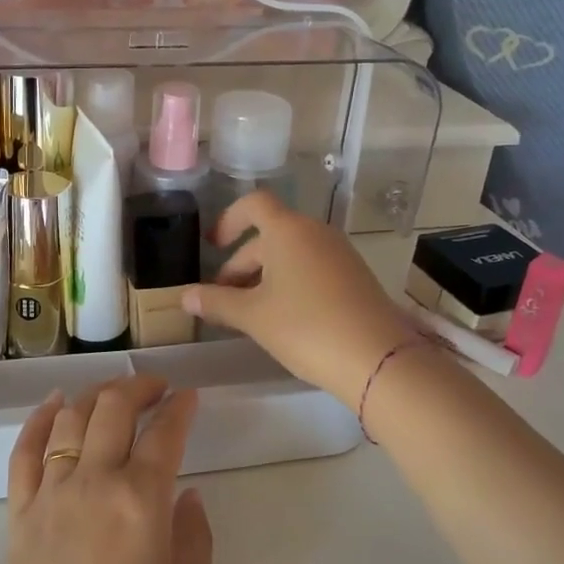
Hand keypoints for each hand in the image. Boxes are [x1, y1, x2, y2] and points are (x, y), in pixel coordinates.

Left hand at [0, 376, 212, 563]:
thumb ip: (194, 538)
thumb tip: (185, 494)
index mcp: (141, 503)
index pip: (165, 434)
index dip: (181, 407)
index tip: (191, 396)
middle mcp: (93, 483)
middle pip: (113, 409)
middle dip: (138, 386)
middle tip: (157, 387)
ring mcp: (50, 495)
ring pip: (70, 419)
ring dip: (94, 395)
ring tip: (113, 394)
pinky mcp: (18, 514)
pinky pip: (24, 451)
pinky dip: (39, 419)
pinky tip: (54, 404)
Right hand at [184, 191, 418, 406]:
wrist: (378, 359)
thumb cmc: (306, 327)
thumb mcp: (253, 316)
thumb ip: (216, 302)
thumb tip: (184, 296)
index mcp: (288, 230)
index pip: (253, 204)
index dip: (229, 220)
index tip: (213, 246)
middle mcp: (316, 232)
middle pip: (269, 235)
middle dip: (241, 263)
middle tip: (224, 299)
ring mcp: (340, 254)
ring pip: (291, 254)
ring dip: (265, 276)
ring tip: (251, 313)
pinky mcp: (355, 276)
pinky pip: (312, 267)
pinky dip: (291, 283)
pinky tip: (285, 318)